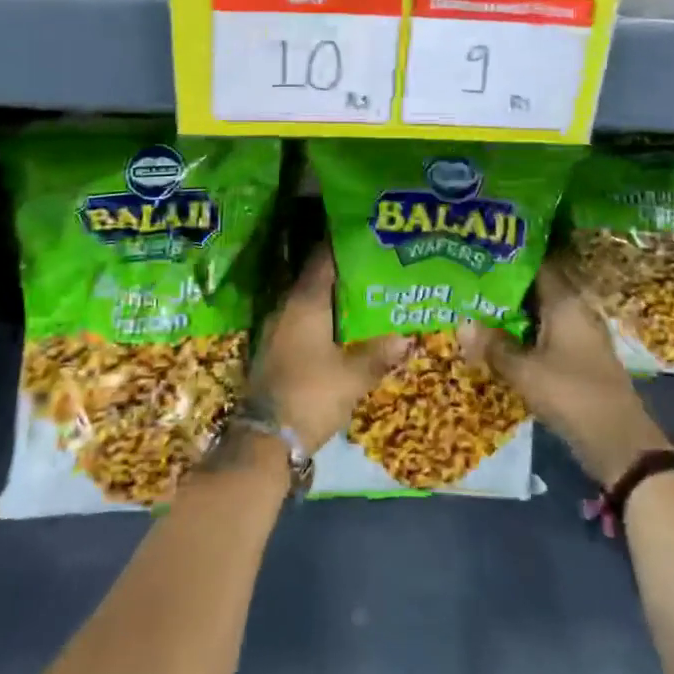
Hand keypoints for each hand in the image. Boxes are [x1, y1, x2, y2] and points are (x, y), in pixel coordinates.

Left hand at [248, 245, 408, 453]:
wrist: (267, 439)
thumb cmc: (311, 395)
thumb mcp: (352, 377)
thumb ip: (378, 354)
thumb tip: (406, 337)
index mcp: (305, 303)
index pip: (323, 260)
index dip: (342, 244)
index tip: (364, 234)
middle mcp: (288, 308)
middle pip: (317, 278)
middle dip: (344, 271)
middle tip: (374, 264)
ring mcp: (279, 329)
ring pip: (311, 301)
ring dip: (334, 297)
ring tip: (365, 294)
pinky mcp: (277, 349)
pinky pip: (304, 321)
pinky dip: (324, 318)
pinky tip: (344, 328)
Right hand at [460, 255, 669, 484]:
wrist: (620, 444)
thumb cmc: (572, 395)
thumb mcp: (525, 372)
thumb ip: (493, 346)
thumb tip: (460, 323)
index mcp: (566, 303)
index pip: (538, 265)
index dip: (510, 256)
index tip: (481, 251)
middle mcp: (576, 311)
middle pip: (538, 289)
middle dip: (506, 286)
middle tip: (470, 279)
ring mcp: (581, 335)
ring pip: (541, 313)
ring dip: (514, 313)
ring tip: (477, 306)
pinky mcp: (580, 358)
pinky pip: (547, 334)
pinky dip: (525, 333)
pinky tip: (501, 340)